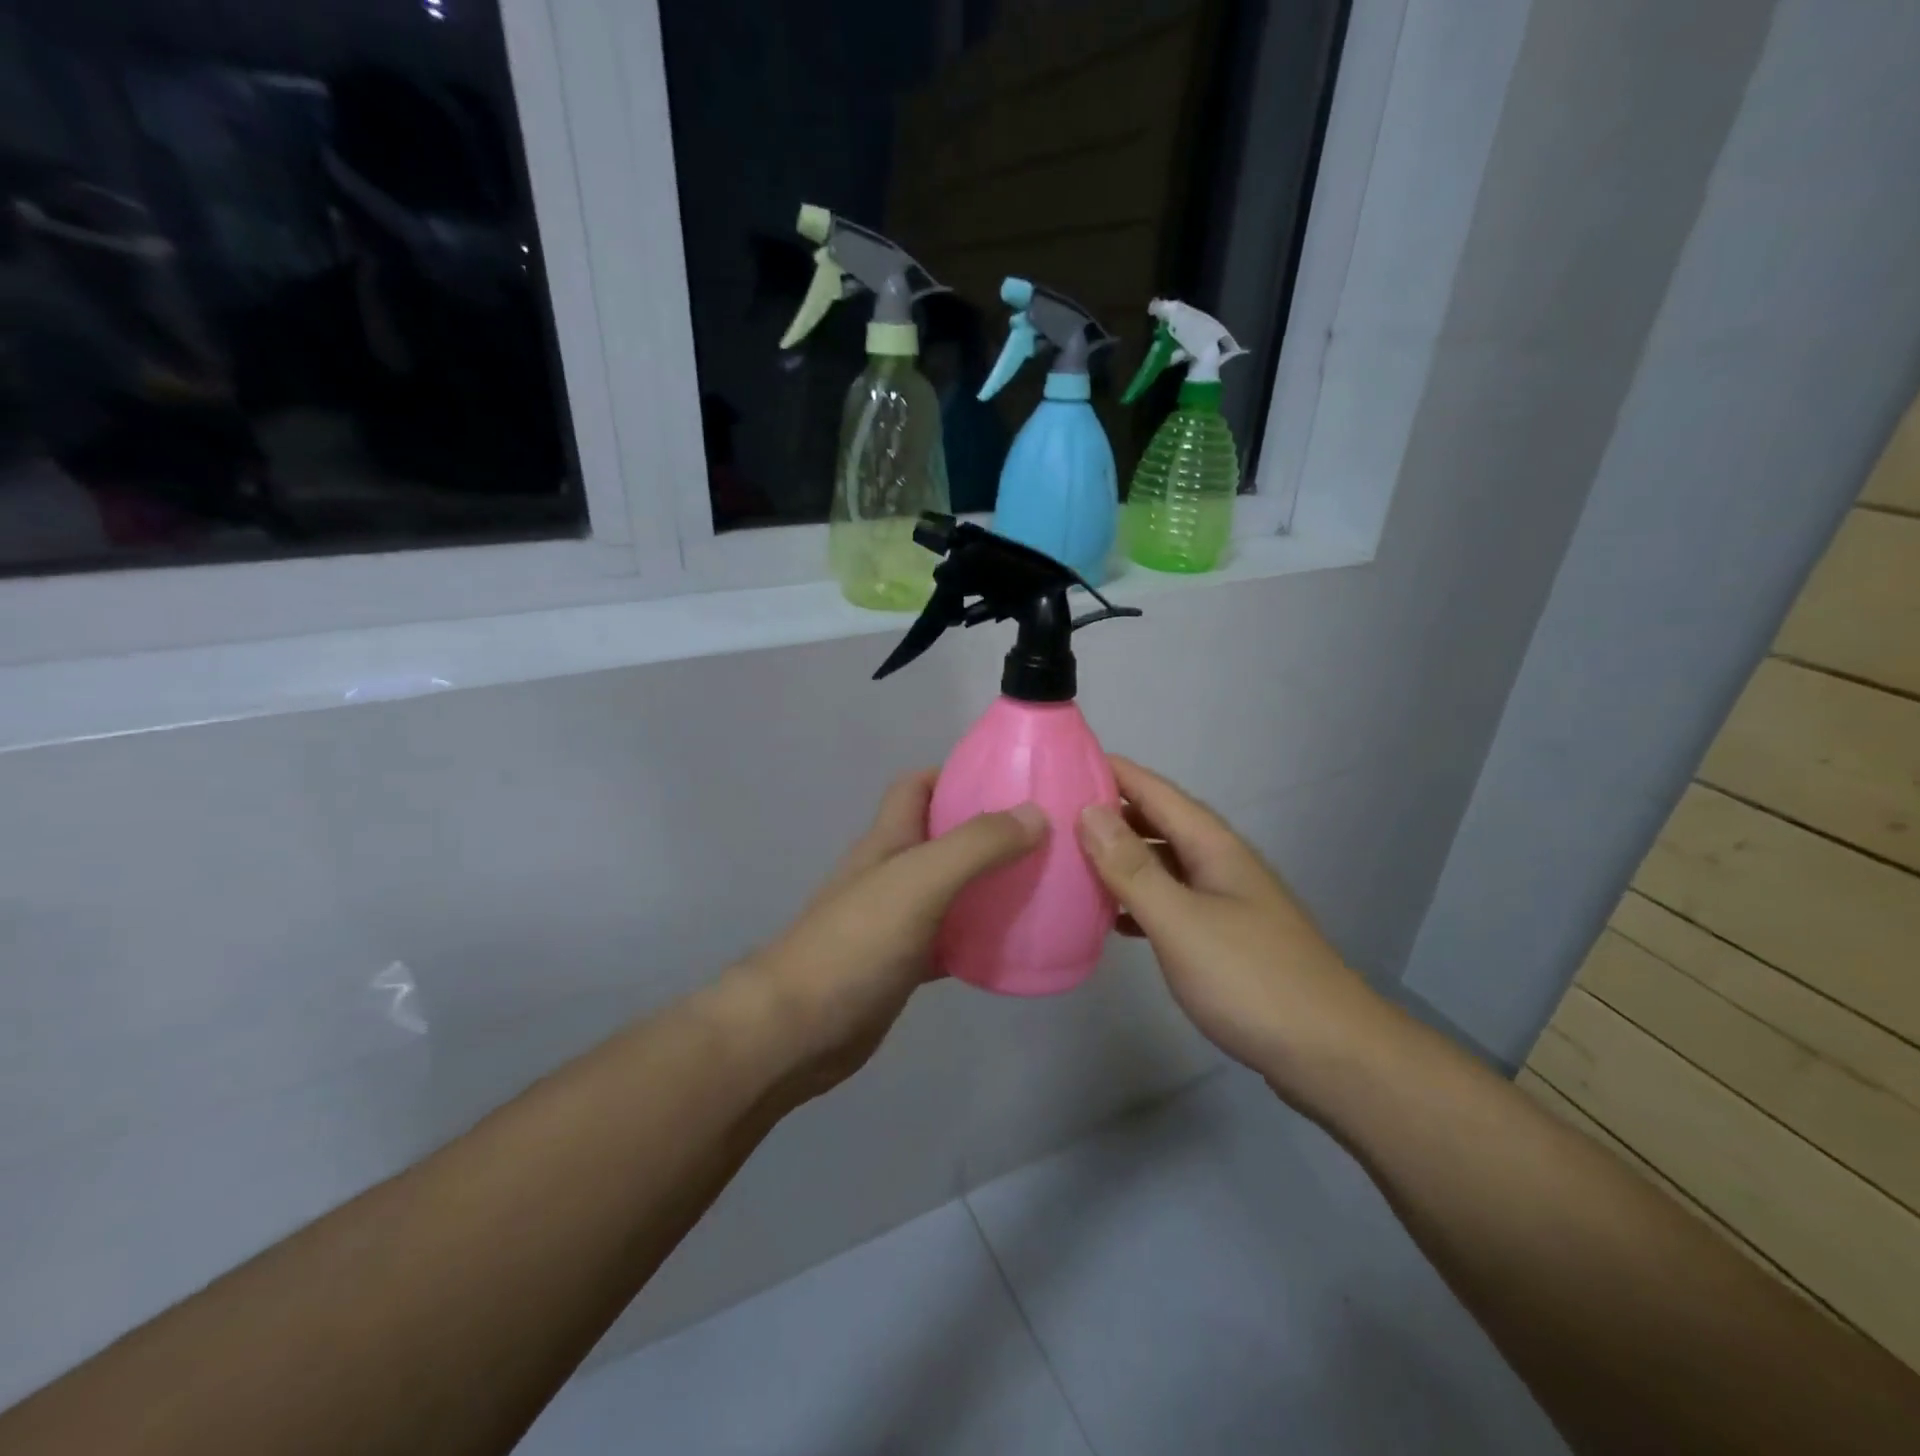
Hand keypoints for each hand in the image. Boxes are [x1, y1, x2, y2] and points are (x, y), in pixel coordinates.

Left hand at [741, 771, 1046, 1096]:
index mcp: (888, 841)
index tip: (1008, 781)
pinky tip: (1013, 947)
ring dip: (987, 885)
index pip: (917, 787)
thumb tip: (1036, 813)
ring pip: (950, 890)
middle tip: (1041, 837)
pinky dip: (978, 938)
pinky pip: (950, 941)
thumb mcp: (919, 882)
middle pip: (941, 837)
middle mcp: (891, 873)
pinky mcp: (902, 965)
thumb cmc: (855, 943)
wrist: (798, 1030)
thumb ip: (975, 846)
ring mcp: (895, 921)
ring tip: (1041, 886)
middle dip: (986, 831)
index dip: (955, 774)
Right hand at [1076, 757, 1385, 1102]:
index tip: (1062, 760)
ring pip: (1163, 863)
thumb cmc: (1251, 980)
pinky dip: (1138, 900)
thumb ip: (1133, 868)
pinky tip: (1113, 918)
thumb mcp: (1181, 921)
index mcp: (1213, 846)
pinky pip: (1171, 901)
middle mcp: (1220, 863)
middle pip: (1158, 822)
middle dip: (1109, 812)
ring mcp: (1225, 901)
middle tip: (1053, 813)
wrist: (1331, 1055)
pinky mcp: (1224, 937)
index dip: (1112, 771)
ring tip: (1072, 860)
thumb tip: (1089, 811)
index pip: (1155, 790)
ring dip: (1120, 857)